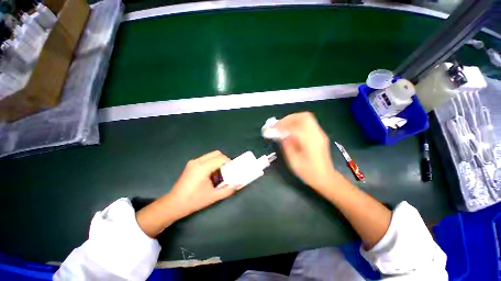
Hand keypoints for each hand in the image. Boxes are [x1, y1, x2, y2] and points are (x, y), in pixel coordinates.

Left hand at [168, 150, 238, 218]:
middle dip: (224, 160)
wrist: (174, 204)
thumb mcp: (214, 196)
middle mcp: (198, 161)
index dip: (229, 162)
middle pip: (216, 153)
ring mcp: (193, 162)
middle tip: (226, 171)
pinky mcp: (191, 164)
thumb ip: (228, 189)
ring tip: (219, 173)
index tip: (232, 170)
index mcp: (203, 167)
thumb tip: (239, 183)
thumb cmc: (194, 201)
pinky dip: (212, 163)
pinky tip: (211, 174)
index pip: (221, 158)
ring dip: (218, 161)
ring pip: (211, 155)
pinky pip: (206, 159)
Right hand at [276, 112, 337, 190]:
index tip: (272, 128)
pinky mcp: (319, 135)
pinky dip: (298, 123)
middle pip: (303, 117)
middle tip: (279, 125)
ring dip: (293, 119)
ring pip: (306, 118)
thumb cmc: (308, 172)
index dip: (282, 126)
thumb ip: (287, 145)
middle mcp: (317, 134)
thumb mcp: (294, 161)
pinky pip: (308, 123)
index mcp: (310, 142)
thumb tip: (280, 134)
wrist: (325, 178)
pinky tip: (291, 130)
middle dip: (289, 118)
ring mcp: (320, 134)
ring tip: (284, 126)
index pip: (295, 127)